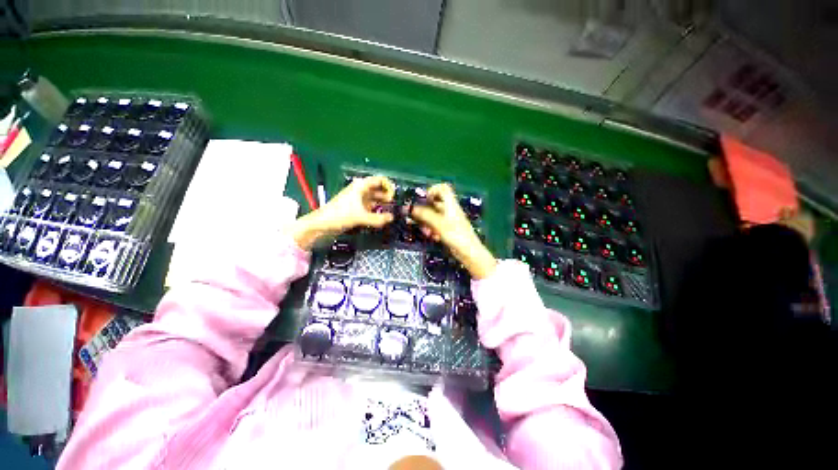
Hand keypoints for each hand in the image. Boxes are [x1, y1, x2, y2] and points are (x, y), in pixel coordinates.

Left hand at [289, 176, 395, 249]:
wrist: (322, 224)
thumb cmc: (340, 215)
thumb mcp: (360, 217)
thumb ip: (377, 219)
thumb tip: (392, 218)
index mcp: (361, 186)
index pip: (379, 180)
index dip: (388, 186)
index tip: (394, 196)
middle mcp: (361, 190)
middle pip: (378, 189)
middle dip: (387, 196)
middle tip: (396, 206)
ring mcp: (359, 200)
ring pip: (375, 199)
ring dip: (382, 204)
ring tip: (391, 212)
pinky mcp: (357, 208)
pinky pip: (371, 207)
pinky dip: (377, 211)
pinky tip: (382, 217)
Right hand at [410, 183, 496, 278]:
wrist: (469, 253)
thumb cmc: (456, 235)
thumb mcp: (438, 223)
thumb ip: (424, 214)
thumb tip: (409, 208)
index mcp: (450, 204)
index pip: (443, 188)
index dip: (432, 190)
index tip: (423, 200)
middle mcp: (449, 210)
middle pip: (434, 204)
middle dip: (424, 212)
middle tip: (418, 219)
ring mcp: (449, 221)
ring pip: (433, 216)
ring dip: (427, 223)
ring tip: (426, 232)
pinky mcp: (448, 230)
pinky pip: (436, 226)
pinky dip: (432, 230)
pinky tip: (433, 237)